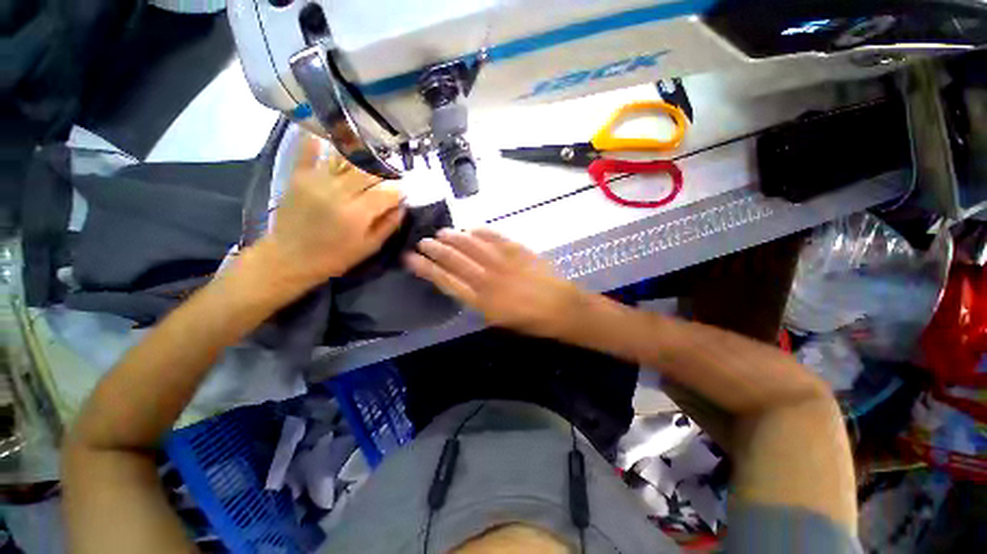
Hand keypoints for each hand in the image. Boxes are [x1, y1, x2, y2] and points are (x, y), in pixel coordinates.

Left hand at [258, 135, 404, 289]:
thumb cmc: (335, 257)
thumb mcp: (370, 247)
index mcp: (357, 213)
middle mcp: (338, 192)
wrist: (289, 258)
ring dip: (362, 158)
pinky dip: (319, 142)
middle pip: (369, 171)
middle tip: (389, 177)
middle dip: (384, 172)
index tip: (404, 191)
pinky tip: (330, 137)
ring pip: (345, 159)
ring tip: (370, 161)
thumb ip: (389, 225)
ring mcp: (316, 181)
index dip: (399, 189)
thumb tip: (403, 205)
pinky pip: (309, 151)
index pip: (387, 192)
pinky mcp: (298, 176)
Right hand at [405, 228, 585, 338]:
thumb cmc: (530, 321)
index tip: (411, 259)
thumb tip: (464, 285)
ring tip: (442, 233)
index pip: (446, 281)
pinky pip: (495, 238)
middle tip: (423, 242)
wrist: (561, 308)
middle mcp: (487, 279)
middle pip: (455, 260)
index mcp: (481, 301)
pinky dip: (482, 232)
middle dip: (435, 249)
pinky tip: (472, 229)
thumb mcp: (498, 320)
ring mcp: (502, 262)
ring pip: (472, 245)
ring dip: (455, 237)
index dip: (426, 269)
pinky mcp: (517, 251)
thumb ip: (479, 302)